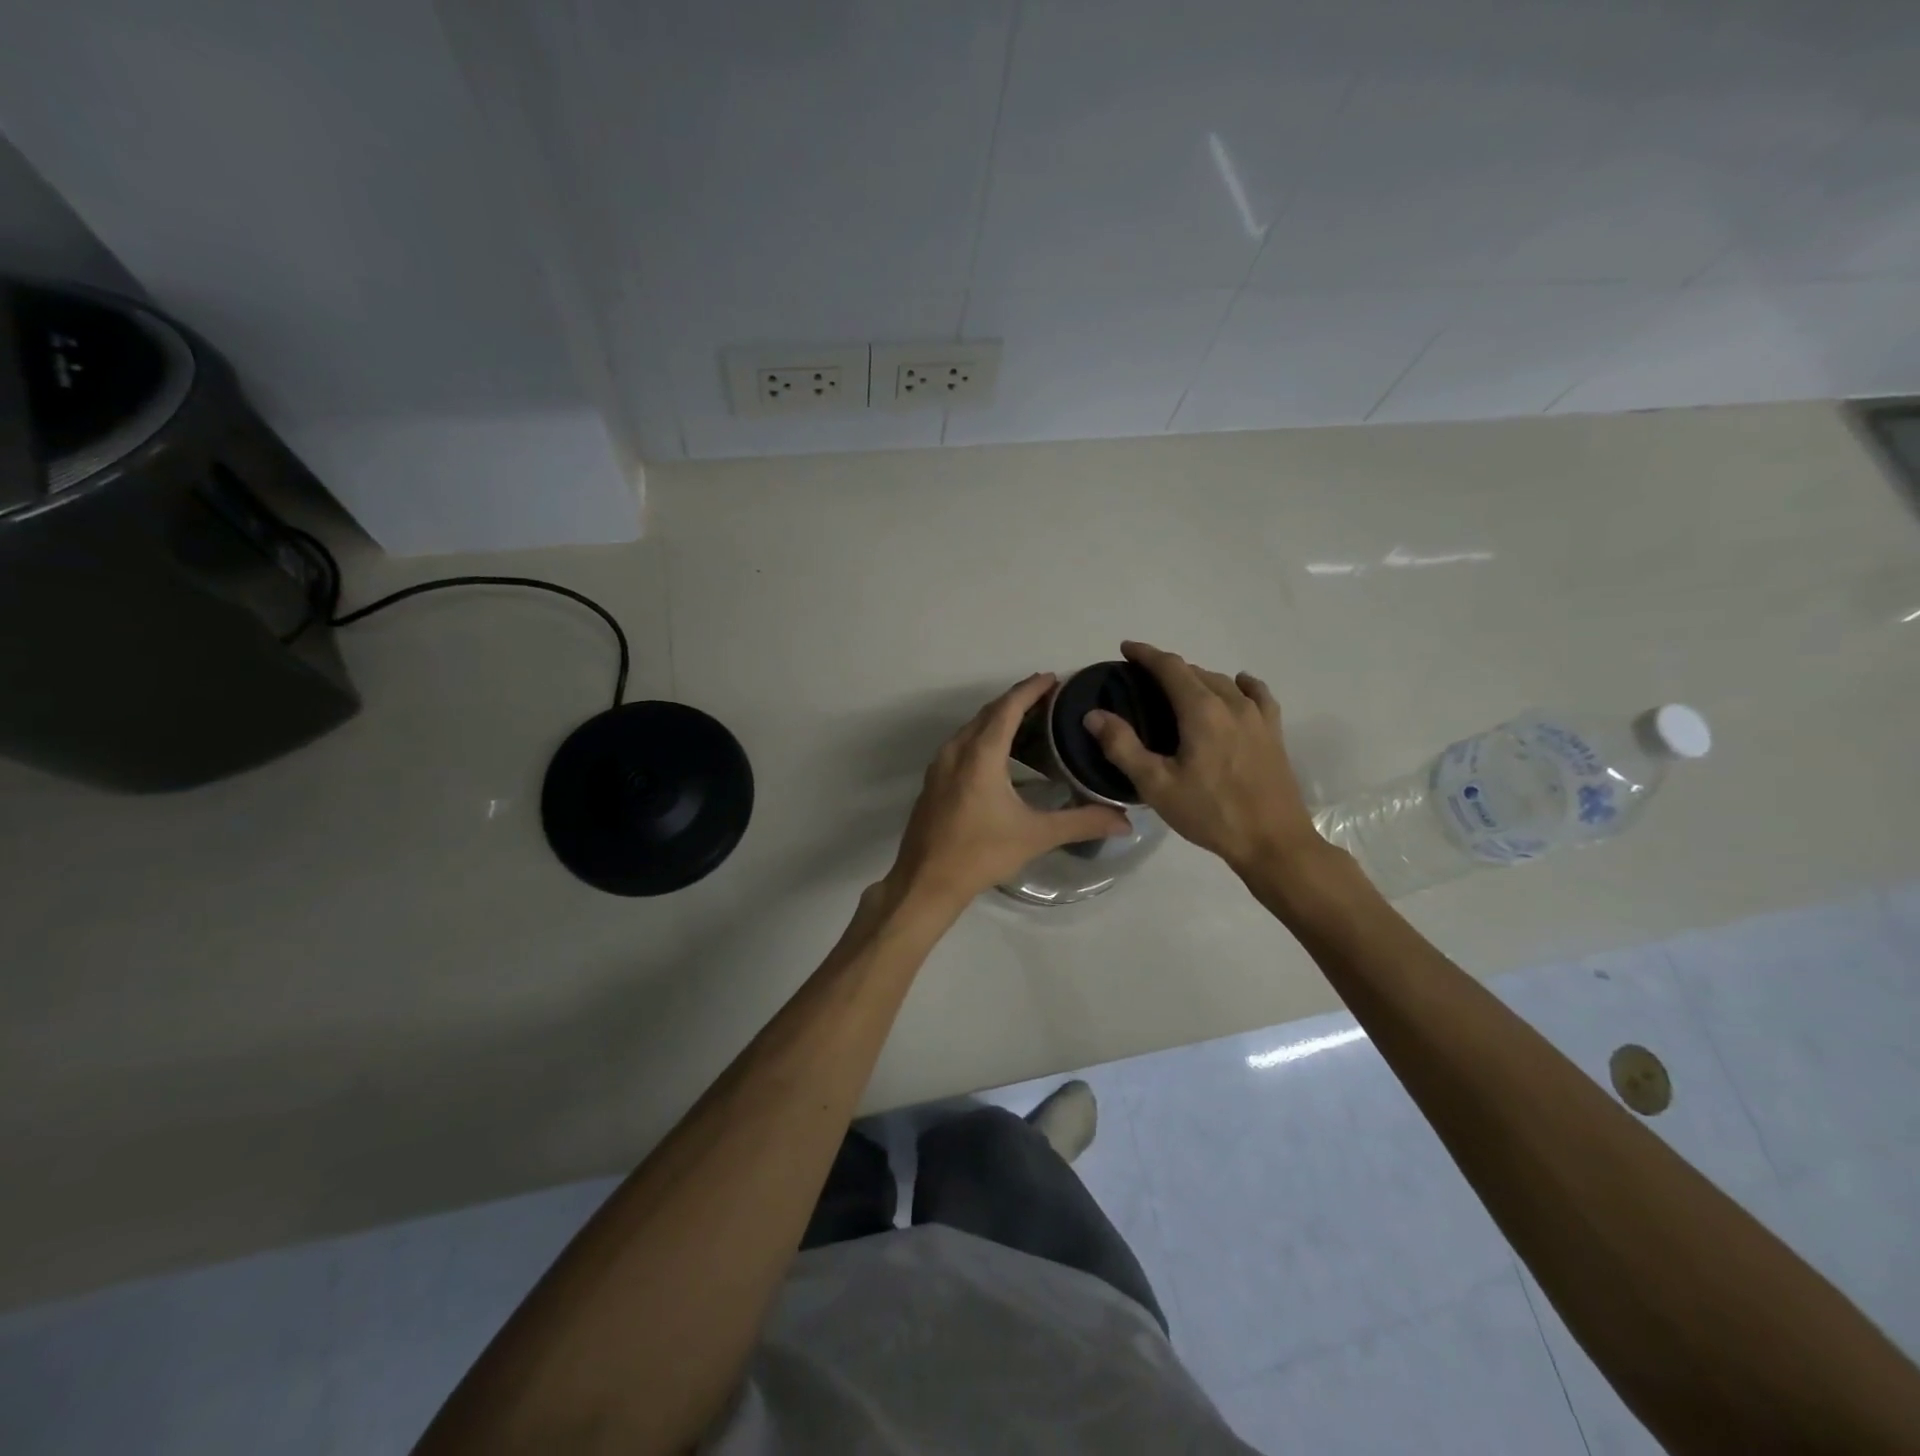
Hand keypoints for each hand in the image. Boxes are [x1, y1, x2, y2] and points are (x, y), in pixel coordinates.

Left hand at [884, 674, 1130, 914]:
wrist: (926, 881)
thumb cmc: (981, 853)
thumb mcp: (1036, 836)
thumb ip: (1082, 822)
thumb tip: (1127, 821)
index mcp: (980, 755)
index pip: (1008, 707)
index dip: (1031, 689)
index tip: (1054, 677)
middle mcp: (956, 751)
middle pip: (989, 713)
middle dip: (1017, 700)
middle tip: (1049, 698)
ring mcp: (940, 765)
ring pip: (972, 728)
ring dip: (999, 718)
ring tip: (1030, 721)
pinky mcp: (934, 781)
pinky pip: (962, 744)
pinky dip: (984, 736)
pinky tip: (1001, 754)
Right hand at [1083, 641, 1327, 877]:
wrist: (1272, 841)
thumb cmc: (1210, 813)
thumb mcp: (1156, 785)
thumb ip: (1123, 746)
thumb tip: (1094, 715)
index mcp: (1201, 710)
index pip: (1170, 667)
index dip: (1146, 654)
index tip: (1126, 649)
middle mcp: (1232, 703)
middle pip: (1196, 671)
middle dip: (1167, 668)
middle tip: (1143, 680)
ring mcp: (1258, 716)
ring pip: (1222, 681)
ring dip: (1197, 678)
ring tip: (1178, 690)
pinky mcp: (1273, 732)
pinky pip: (1256, 695)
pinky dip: (1240, 685)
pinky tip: (1237, 687)